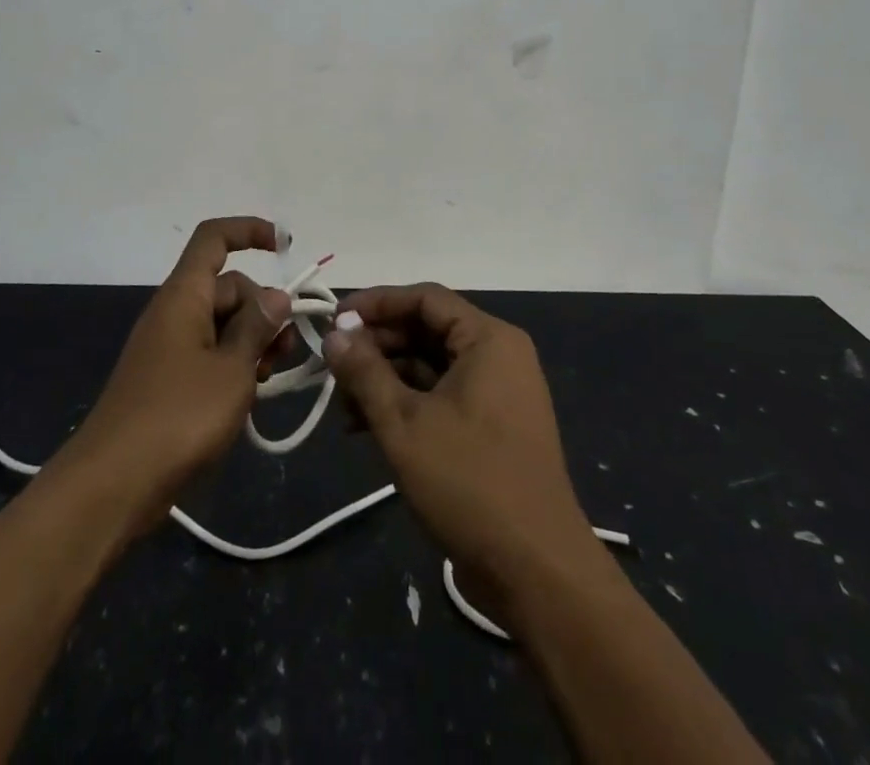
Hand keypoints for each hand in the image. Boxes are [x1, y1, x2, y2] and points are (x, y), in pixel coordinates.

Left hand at [56, 217, 293, 536]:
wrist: (112, 486)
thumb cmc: (177, 416)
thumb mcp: (232, 369)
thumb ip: (258, 327)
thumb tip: (275, 295)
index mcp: (185, 296)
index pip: (214, 239)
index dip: (250, 231)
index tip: (286, 247)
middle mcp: (175, 312)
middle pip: (228, 287)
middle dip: (263, 308)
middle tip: (286, 349)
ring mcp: (169, 348)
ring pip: (222, 324)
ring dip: (253, 340)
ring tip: (271, 377)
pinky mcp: (168, 381)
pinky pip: (210, 354)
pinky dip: (235, 364)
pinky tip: (252, 395)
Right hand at [323, 283, 602, 625]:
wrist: (537, 571)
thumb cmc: (469, 483)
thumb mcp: (404, 423)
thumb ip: (365, 372)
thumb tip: (334, 333)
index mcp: (488, 339)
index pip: (425, 298)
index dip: (376, 303)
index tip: (334, 319)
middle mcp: (498, 355)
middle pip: (427, 330)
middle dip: (377, 346)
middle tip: (332, 367)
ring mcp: (499, 392)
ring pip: (431, 366)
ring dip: (386, 379)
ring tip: (343, 406)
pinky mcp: (493, 426)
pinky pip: (443, 395)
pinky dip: (407, 404)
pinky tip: (367, 427)